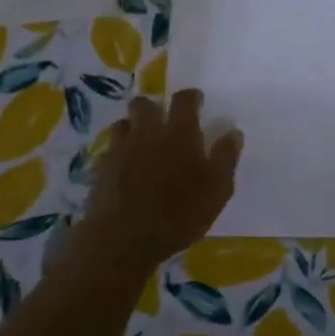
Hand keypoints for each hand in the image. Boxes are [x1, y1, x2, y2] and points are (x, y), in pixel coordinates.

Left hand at [72, 89, 242, 270]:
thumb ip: (225, 159)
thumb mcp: (216, 191)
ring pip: (124, 123)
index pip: (184, 100)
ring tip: (142, 143)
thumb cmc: (178, 215)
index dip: (191, 97)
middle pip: (145, 104)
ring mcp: (120, 148)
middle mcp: (148, 132)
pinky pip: (109, 149)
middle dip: (154, 107)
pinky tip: (124, 167)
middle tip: (163, 122)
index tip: (196, 102)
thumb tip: (234, 133)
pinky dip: (118, 152)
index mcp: (179, 133)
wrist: (123, 238)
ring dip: (133, 127)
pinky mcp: (101, 167)